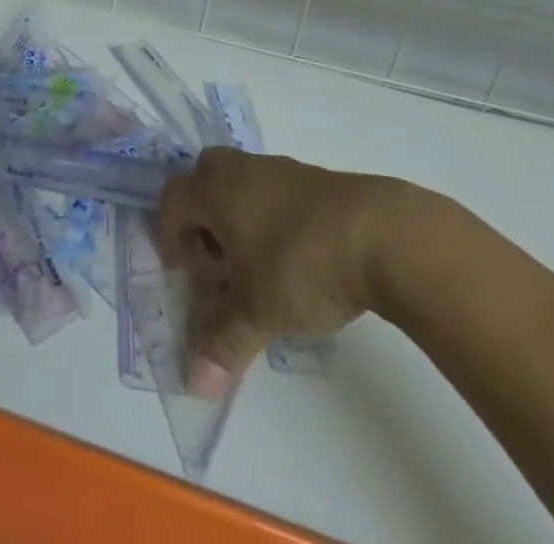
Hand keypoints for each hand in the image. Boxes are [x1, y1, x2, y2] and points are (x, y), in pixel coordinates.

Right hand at [158, 147, 404, 372]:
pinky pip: (275, 190)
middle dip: (203, 218)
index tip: (191, 274)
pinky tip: (298, 258)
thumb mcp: (257, 312)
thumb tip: (197, 385)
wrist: (381, 234)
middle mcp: (241, 169)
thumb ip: (224, 344)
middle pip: (204, 178)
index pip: (173, 198)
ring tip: (260, 267)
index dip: (172, 236)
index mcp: (215, 188)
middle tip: (219, 261)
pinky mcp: (315, 178)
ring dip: (239, 218)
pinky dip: (273, 217)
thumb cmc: (300, 264)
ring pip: (242, 183)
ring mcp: (281, 168)